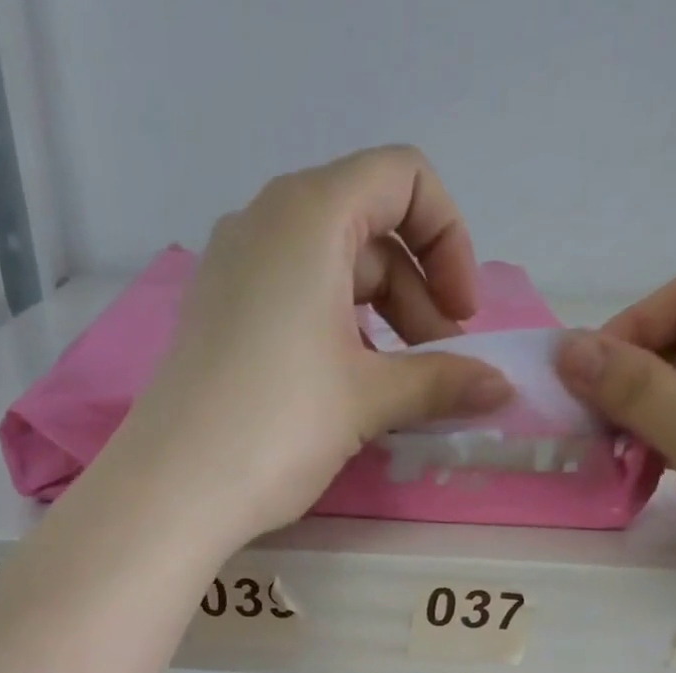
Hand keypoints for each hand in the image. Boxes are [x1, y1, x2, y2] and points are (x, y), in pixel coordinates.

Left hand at [113, 147, 513, 547]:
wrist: (174, 489)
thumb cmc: (278, 427)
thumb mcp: (368, 400)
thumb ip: (440, 382)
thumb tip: (501, 387)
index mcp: (309, 213)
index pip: (403, 178)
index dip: (449, 240)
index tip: (462, 316)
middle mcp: (264, 222)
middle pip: (367, 229)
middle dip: (417, 293)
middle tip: (439, 366)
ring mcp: (231, 268)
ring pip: (328, 270)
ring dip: (378, 320)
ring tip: (395, 388)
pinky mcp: (214, 315)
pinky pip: (289, 300)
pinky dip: (332, 331)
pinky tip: (342, 389)